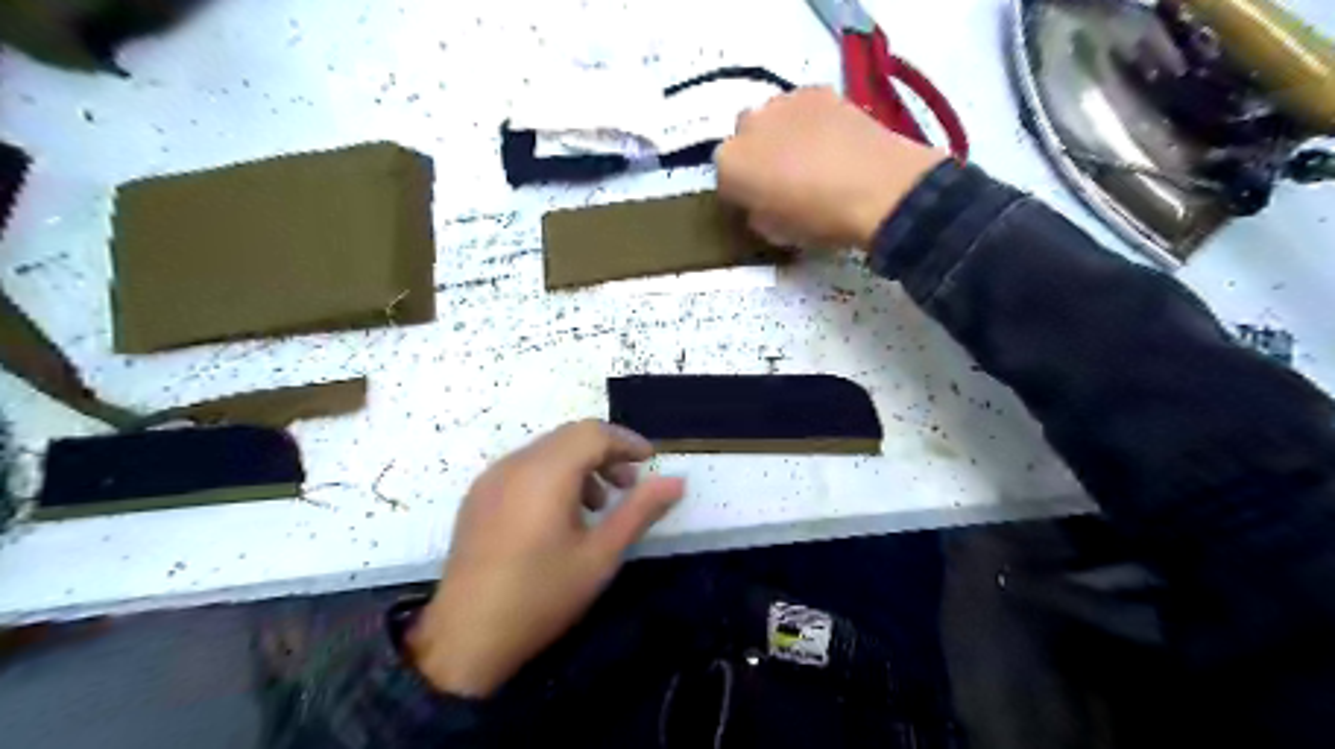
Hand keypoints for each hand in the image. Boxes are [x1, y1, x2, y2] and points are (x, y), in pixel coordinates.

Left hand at [409, 421, 688, 694]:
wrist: (465, 639)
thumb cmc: (542, 595)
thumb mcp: (600, 555)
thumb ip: (639, 511)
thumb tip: (676, 481)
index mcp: (546, 472)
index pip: (593, 433)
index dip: (626, 441)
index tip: (649, 462)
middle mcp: (515, 463)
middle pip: (569, 436)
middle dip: (605, 452)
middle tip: (629, 484)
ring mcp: (491, 478)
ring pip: (546, 450)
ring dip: (579, 464)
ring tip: (598, 504)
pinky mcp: (477, 496)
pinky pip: (524, 467)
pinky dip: (552, 474)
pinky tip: (560, 514)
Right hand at [714, 86, 943, 251]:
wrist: (876, 189)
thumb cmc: (817, 220)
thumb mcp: (774, 233)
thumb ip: (756, 213)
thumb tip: (760, 203)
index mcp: (729, 164)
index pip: (724, 178)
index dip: (741, 194)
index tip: (759, 206)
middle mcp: (747, 125)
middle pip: (744, 139)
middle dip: (756, 156)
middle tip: (783, 178)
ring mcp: (782, 102)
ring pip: (771, 119)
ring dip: (780, 134)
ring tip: (810, 157)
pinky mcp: (817, 90)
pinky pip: (801, 107)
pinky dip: (808, 121)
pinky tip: (831, 140)